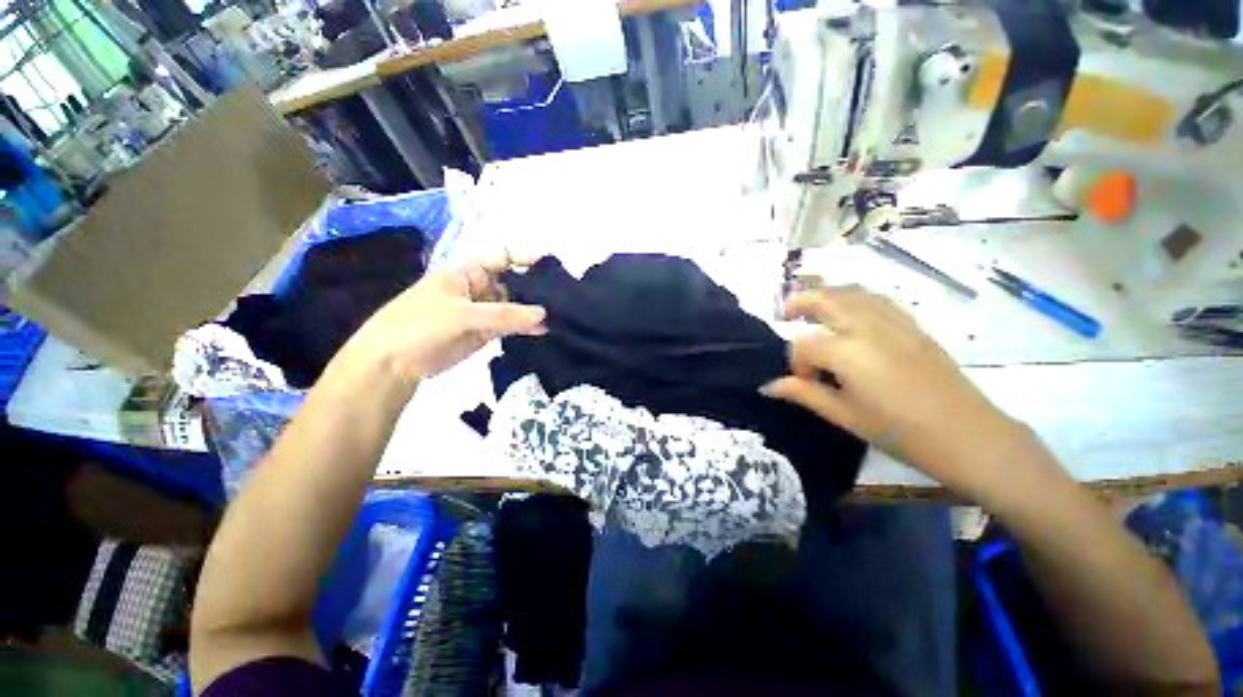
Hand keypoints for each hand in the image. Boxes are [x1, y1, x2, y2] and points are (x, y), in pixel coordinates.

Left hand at [343, 253, 546, 382]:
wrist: (393, 363)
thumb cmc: (419, 325)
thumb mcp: (461, 315)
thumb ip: (504, 314)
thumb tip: (544, 314)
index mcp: (469, 271)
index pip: (504, 256)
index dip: (527, 259)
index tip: (554, 269)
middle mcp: (480, 287)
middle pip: (515, 282)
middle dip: (537, 289)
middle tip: (564, 299)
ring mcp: (485, 311)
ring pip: (516, 306)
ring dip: (534, 311)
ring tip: (561, 316)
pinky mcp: (487, 332)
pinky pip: (512, 326)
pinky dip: (527, 328)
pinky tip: (545, 331)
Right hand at [763, 286, 1034, 494]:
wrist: (968, 436)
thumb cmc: (900, 432)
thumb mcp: (844, 416)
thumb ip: (804, 393)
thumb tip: (769, 386)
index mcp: (847, 353)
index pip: (803, 344)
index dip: (796, 362)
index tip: (803, 381)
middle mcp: (867, 328)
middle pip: (824, 299)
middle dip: (800, 303)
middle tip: (786, 314)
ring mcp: (893, 323)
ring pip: (851, 292)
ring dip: (827, 294)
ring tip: (814, 308)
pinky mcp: (912, 325)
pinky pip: (877, 299)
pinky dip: (855, 297)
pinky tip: (851, 312)